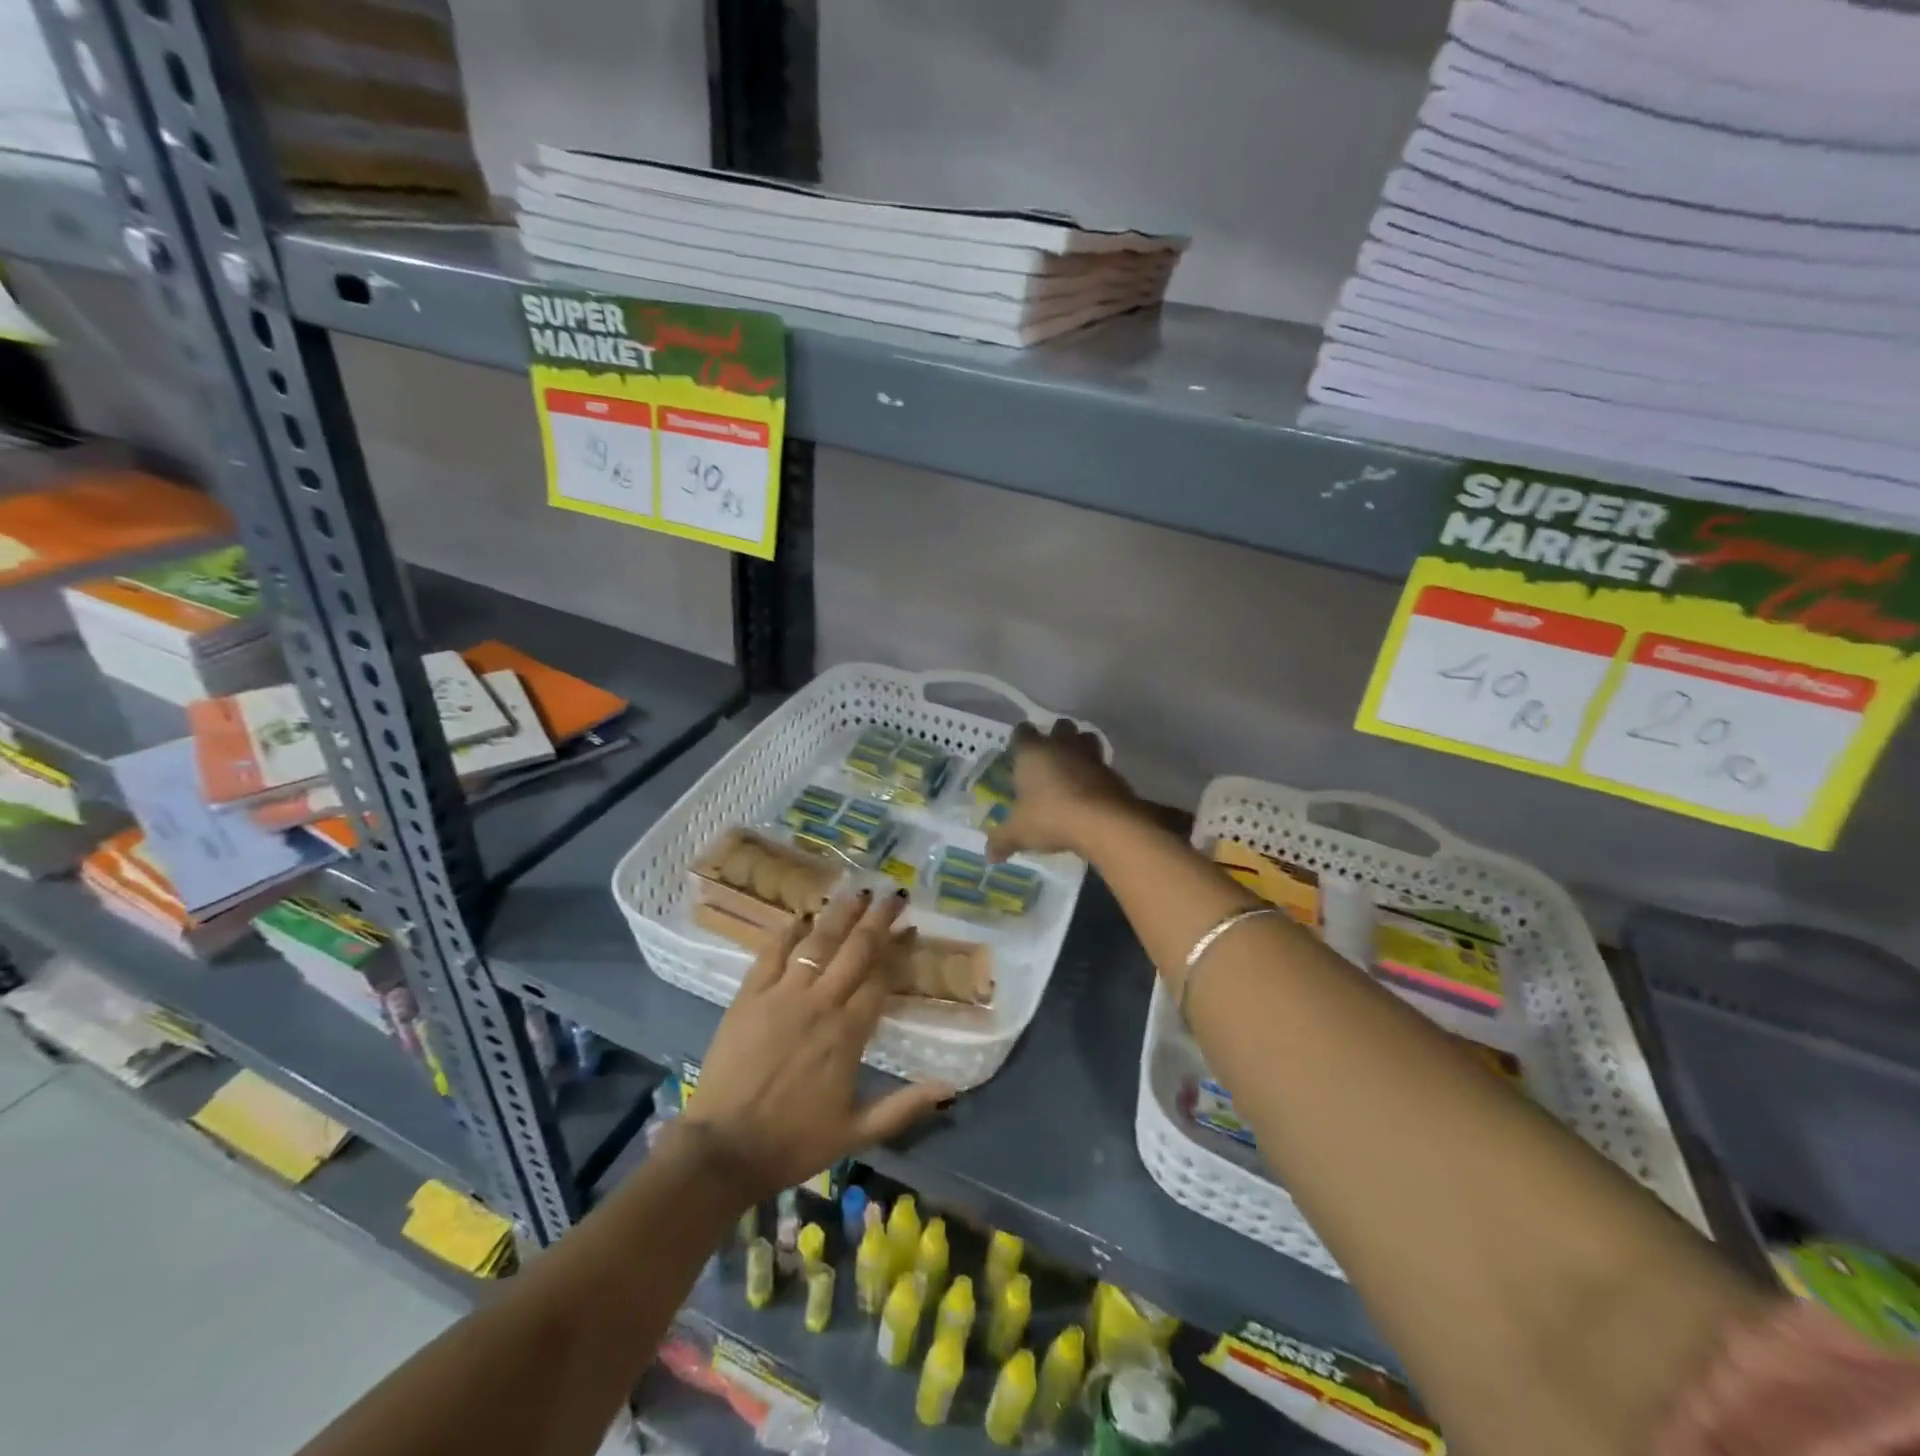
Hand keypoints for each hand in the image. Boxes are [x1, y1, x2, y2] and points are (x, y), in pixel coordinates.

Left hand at [678, 889, 952, 1206]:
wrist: (723, 1150)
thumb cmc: (793, 1142)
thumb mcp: (856, 1132)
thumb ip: (904, 1106)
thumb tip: (951, 1089)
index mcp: (848, 1033)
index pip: (881, 979)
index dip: (899, 951)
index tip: (911, 929)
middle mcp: (820, 1003)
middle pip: (855, 950)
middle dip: (878, 919)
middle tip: (894, 894)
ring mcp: (782, 995)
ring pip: (817, 942)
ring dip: (840, 914)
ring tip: (858, 891)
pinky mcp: (749, 996)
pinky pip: (771, 953)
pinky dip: (787, 932)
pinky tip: (800, 916)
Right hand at [986, 718, 1138, 860]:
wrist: (1103, 821)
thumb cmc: (1051, 817)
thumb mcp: (1019, 832)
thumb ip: (1002, 840)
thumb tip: (990, 856)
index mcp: (1033, 752)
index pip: (1023, 731)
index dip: (1020, 739)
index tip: (1018, 752)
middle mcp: (1061, 745)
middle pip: (1060, 726)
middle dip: (1055, 737)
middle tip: (1048, 758)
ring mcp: (1090, 755)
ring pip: (1086, 738)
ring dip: (1080, 748)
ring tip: (1073, 768)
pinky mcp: (1113, 770)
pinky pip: (1102, 763)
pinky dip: (1096, 772)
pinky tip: (1091, 790)